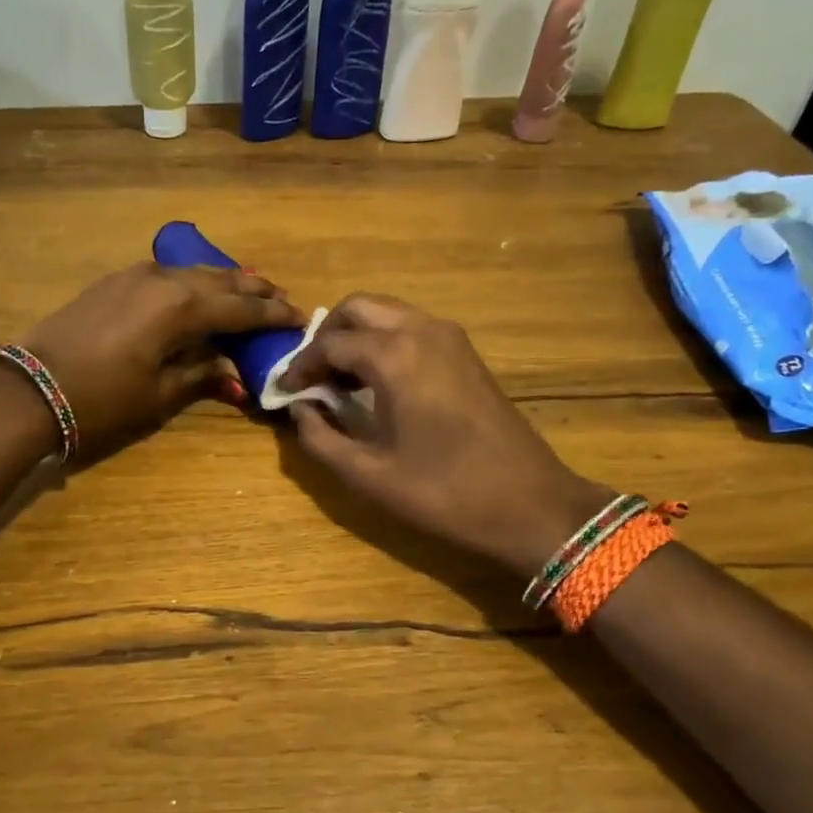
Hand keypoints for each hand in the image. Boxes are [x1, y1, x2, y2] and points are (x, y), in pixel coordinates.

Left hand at [17, 263, 303, 460]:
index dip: (272, 314)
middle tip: (280, 299)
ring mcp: (135, 276)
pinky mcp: (114, 282)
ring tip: (248, 290)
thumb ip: (202, 374)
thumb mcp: (160, 395)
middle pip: (221, 281)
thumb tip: (233, 371)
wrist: (31, 388)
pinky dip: (193, 282)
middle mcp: (164, 280)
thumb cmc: (102, 400)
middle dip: (254, 290)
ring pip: (193, 272)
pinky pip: (167, 274)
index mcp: (182, 308)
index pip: (241, 308)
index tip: (299, 318)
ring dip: (224, 281)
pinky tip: (198, 291)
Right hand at [280, 294, 609, 577]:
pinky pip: (412, 328)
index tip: (282, 390)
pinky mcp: (466, 353)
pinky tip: (376, 382)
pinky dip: (384, 341)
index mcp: (394, 356)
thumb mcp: (367, 474)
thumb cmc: (443, 493)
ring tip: (338, 380)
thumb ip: (319, 437)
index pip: (329, 343)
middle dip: (327, 336)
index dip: (299, 365)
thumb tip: (300, 408)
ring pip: (388, 313)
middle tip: (311, 376)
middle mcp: (422, 331)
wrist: (529, 505)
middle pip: (359, 308)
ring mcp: (450, 338)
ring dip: (356, 336)